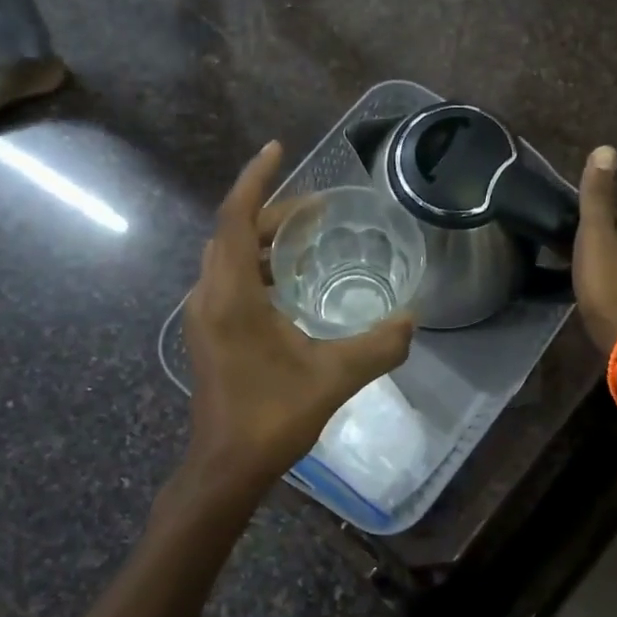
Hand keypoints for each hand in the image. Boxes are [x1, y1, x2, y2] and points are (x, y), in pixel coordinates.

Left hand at [173, 141, 414, 521]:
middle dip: (273, 211)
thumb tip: (412, 319)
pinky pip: (229, 279)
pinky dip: (256, 265)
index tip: (278, 149)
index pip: (236, 218)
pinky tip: (289, 282)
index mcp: (231, 296)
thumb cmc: (273, 417)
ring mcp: (204, 316)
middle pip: (234, 233)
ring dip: (263, 239)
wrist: (226, 468)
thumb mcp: (334, 377)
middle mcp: (209, 296)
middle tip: (318, 208)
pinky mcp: (209, 333)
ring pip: (229, 256)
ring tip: (307, 237)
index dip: (256, 179)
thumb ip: (379, 346)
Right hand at [572, 146, 616, 352]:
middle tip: (574, 254)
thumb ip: (597, 195)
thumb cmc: (607, 282)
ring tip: (584, 275)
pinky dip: (615, 285)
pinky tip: (600, 295)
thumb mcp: (594, 233)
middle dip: (604, 243)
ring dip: (610, 265)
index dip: (594, 221)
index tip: (573, 232)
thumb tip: (606, 148)